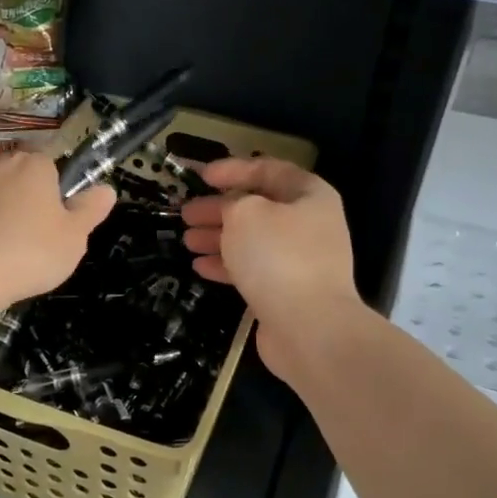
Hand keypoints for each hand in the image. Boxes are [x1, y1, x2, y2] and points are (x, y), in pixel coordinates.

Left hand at [0, 151, 115, 316]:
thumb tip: (106, 189)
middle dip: (24, 201)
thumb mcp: (74, 237)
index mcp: (33, 164)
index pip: (50, 168)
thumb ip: (91, 210)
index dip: (54, 195)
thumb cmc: (30, 253)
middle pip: (17, 178)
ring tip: (1, 251)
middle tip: (31, 239)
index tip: (54, 225)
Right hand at [180, 157, 359, 380]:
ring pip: (252, 240)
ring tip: (187, 240)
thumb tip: (232, 209)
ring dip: (218, 237)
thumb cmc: (278, 257)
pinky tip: (199, 267)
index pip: (268, 170)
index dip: (233, 169)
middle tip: (186, 213)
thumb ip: (233, 202)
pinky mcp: (287, 291)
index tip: (202, 176)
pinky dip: (226, 265)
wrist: (310, 328)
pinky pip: (253, 269)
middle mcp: (309, 224)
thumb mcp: (246, 214)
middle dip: (219, 208)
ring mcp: (300, 260)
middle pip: (258, 207)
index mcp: (309, 195)